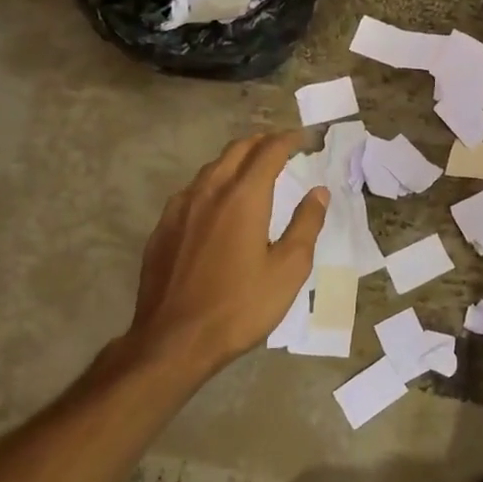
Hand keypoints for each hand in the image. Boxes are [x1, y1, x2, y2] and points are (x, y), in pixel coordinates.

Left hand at [123, 132, 327, 372]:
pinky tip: (219, 205)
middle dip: (263, 142)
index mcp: (243, 197)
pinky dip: (214, 184)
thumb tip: (319, 192)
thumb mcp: (288, 270)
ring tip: (254, 171)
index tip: (306, 140)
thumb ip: (306, 224)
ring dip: (237, 161)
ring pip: (211, 168)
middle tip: (284, 147)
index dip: (290, 140)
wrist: (173, 341)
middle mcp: (209, 192)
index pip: (269, 151)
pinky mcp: (163, 228)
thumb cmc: (240, 306)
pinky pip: (192, 191)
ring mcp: (180, 209)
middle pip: (237, 150)